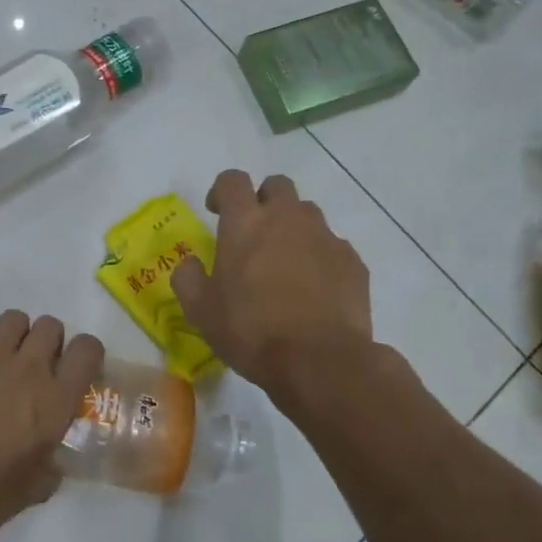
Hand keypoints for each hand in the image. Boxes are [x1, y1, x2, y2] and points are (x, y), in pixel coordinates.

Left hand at [0, 309, 103, 541]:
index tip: (71, 368)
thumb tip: (51, 460)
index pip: (88, 350)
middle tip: (28, 366)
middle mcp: (28, 367)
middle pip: (50, 326)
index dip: (83, 354)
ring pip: (13, 318)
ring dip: (8, 335)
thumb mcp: (31, 491)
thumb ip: (49, 466)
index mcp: (55, 401)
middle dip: (43, 342)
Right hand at [171, 170, 373, 409]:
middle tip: (254, 234)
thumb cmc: (251, 330)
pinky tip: (315, 290)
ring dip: (293, 228)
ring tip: (286, 264)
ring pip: (308, 214)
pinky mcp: (353, 261)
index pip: (232, 180)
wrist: (320, 361)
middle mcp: (287, 218)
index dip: (222, 190)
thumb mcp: (201, 310)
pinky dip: (320, 258)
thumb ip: (188, 278)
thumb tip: (190, 264)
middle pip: (277, 186)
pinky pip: (333, 247)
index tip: (216, 212)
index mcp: (245, 222)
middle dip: (264, 200)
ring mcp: (325, 237)